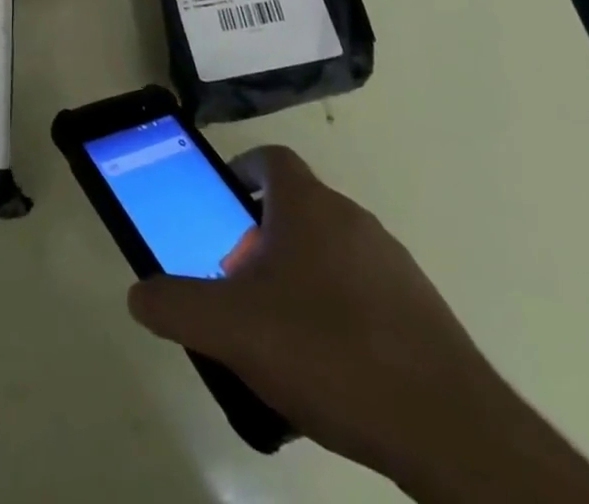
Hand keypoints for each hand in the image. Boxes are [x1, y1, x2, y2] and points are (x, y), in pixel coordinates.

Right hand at [127, 146, 501, 479]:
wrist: (449, 430)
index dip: (242, 170)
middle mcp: (352, 218)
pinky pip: (365, 290)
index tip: (225, 202)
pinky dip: (339, 308)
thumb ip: (175, 306)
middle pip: (297, 206)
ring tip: (280, 329)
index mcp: (308, 205)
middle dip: (262, 234)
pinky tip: (330, 364)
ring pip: (331, 249)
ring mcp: (394, 263)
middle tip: (239, 280)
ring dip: (300, 272)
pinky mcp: (423, 310)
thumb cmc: (327, 351)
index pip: (271, 159)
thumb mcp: (230, 329)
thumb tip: (139, 295)